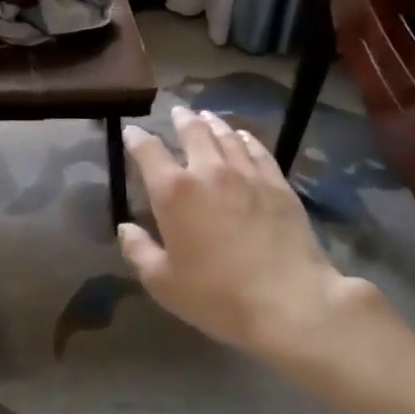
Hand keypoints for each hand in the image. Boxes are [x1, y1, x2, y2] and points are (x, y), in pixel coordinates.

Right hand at [118, 106, 379, 361]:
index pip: (148, 151)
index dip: (136, 138)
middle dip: (181, 119)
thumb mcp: (163, 283)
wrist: (289, 301)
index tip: (132, 132)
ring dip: (212, 123)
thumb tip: (125, 228)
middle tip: (177, 111)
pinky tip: (243, 136)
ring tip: (206, 116)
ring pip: (226, 135)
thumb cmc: (217, 296)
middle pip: (192, 131)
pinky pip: (257, 150)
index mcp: (173, 191)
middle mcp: (208, 170)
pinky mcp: (277, 183)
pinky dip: (246, 138)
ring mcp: (246, 173)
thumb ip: (138, 251)